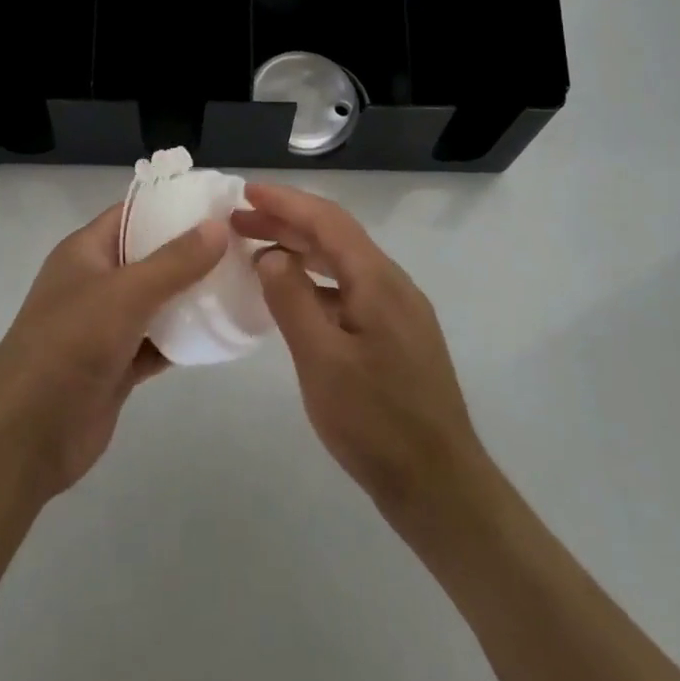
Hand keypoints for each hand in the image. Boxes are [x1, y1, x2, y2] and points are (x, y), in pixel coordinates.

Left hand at [0, 202, 228, 498]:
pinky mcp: (118, 364)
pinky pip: (158, 341)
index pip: (132, 213)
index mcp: (86, 251)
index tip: (218, 203)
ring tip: (241, 282)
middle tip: (241, 244)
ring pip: (157, 301)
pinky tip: (221, 331)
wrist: (28, 433)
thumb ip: (174, 261)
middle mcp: (96, 281)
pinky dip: (184, 337)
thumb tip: (218, 226)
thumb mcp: (125, 293)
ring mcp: (106, 325)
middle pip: (149, 256)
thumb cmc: (70, 344)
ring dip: (191, 295)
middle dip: (190, 251)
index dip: (171, 205)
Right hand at [235, 183, 491, 525]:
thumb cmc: (376, 423)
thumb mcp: (321, 360)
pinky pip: (350, 290)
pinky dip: (316, 282)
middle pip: (334, 236)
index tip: (245, 191)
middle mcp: (392, 284)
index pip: (326, 221)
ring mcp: (398, 311)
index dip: (285, 201)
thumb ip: (292, 300)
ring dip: (300, 251)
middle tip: (239, 222)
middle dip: (286, 222)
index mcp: (377, 280)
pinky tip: (294, 297)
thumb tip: (271, 255)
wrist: (441, 489)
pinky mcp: (397, 337)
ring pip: (342, 263)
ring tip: (257, 252)